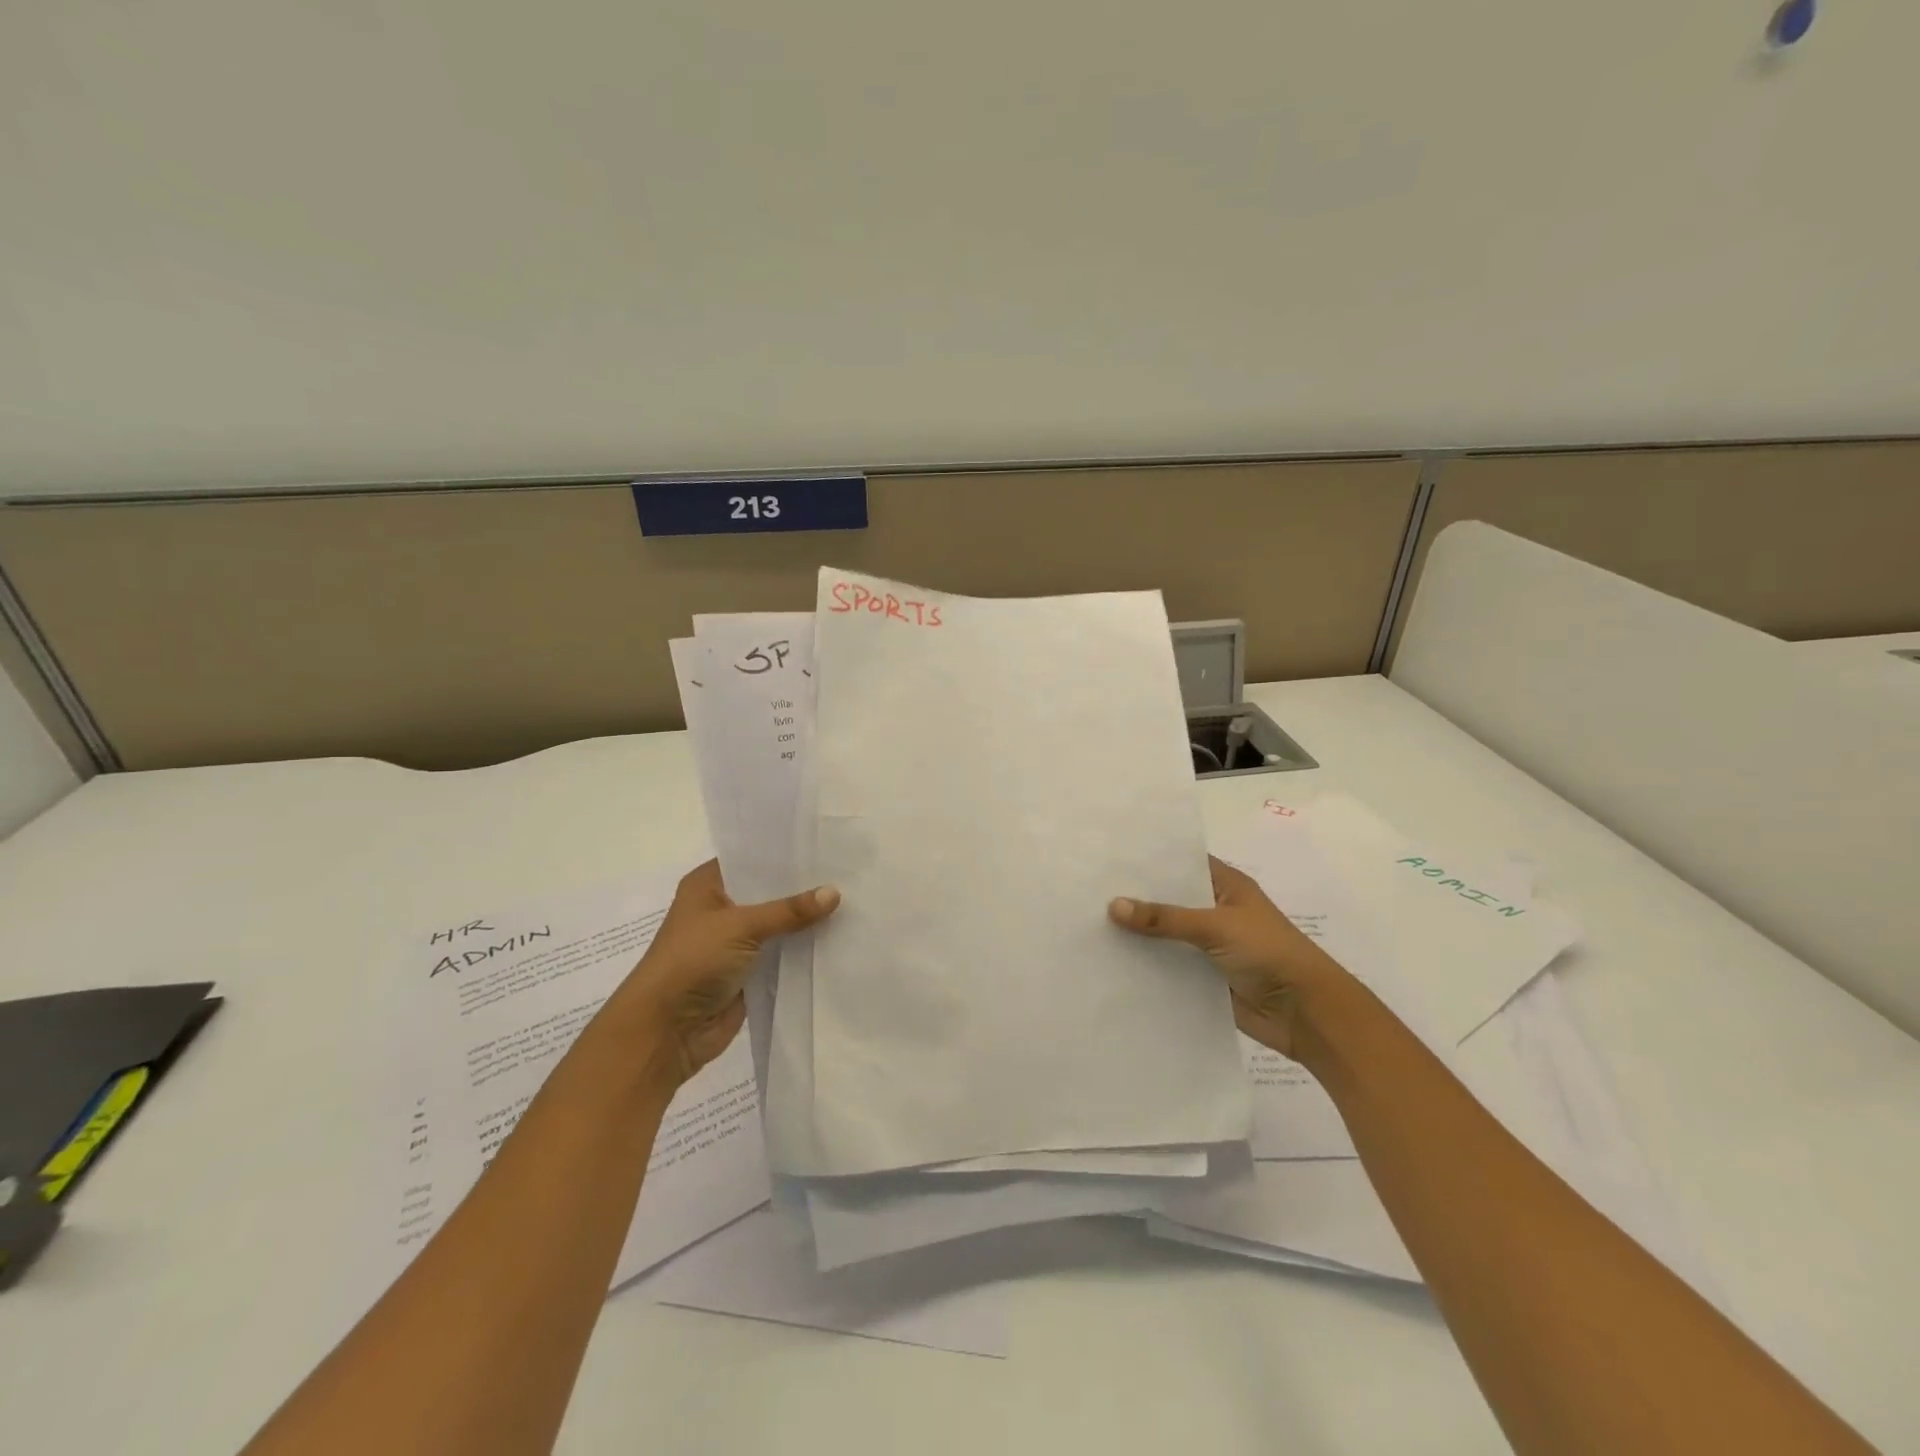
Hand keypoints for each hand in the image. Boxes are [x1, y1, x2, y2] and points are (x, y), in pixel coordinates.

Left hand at [616, 860, 838, 1087]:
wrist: (666, 1031)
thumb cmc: (692, 962)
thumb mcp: (742, 926)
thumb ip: (789, 910)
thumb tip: (836, 892)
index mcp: (708, 885)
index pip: (752, 858)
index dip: (785, 853)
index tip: (823, 843)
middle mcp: (721, 908)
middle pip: (769, 892)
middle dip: (802, 887)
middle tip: (846, 870)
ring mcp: (735, 942)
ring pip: (778, 924)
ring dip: (805, 920)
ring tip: (851, 899)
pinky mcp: (748, 972)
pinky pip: (782, 953)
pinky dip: (803, 948)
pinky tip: (838, 936)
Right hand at [1109, 856, 1351, 1057]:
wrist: (1306, 1013)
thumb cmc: (1269, 953)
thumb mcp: (1216, 926)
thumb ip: (1165, 918)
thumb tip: (1113, 906)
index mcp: (1226, 885)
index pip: (1182, 862)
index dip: (1150, 858)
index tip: (1109, 853)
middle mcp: (1215, 910)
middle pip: (1170, 899)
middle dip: (1136, 896)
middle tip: (1088, 887)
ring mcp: (1209, 945)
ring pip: (1166, 934)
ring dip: (1138, 933)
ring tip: (1089, 921)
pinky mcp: (1203, 977)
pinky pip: (1169, 966)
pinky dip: (1147, 964)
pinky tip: (1111, 960)